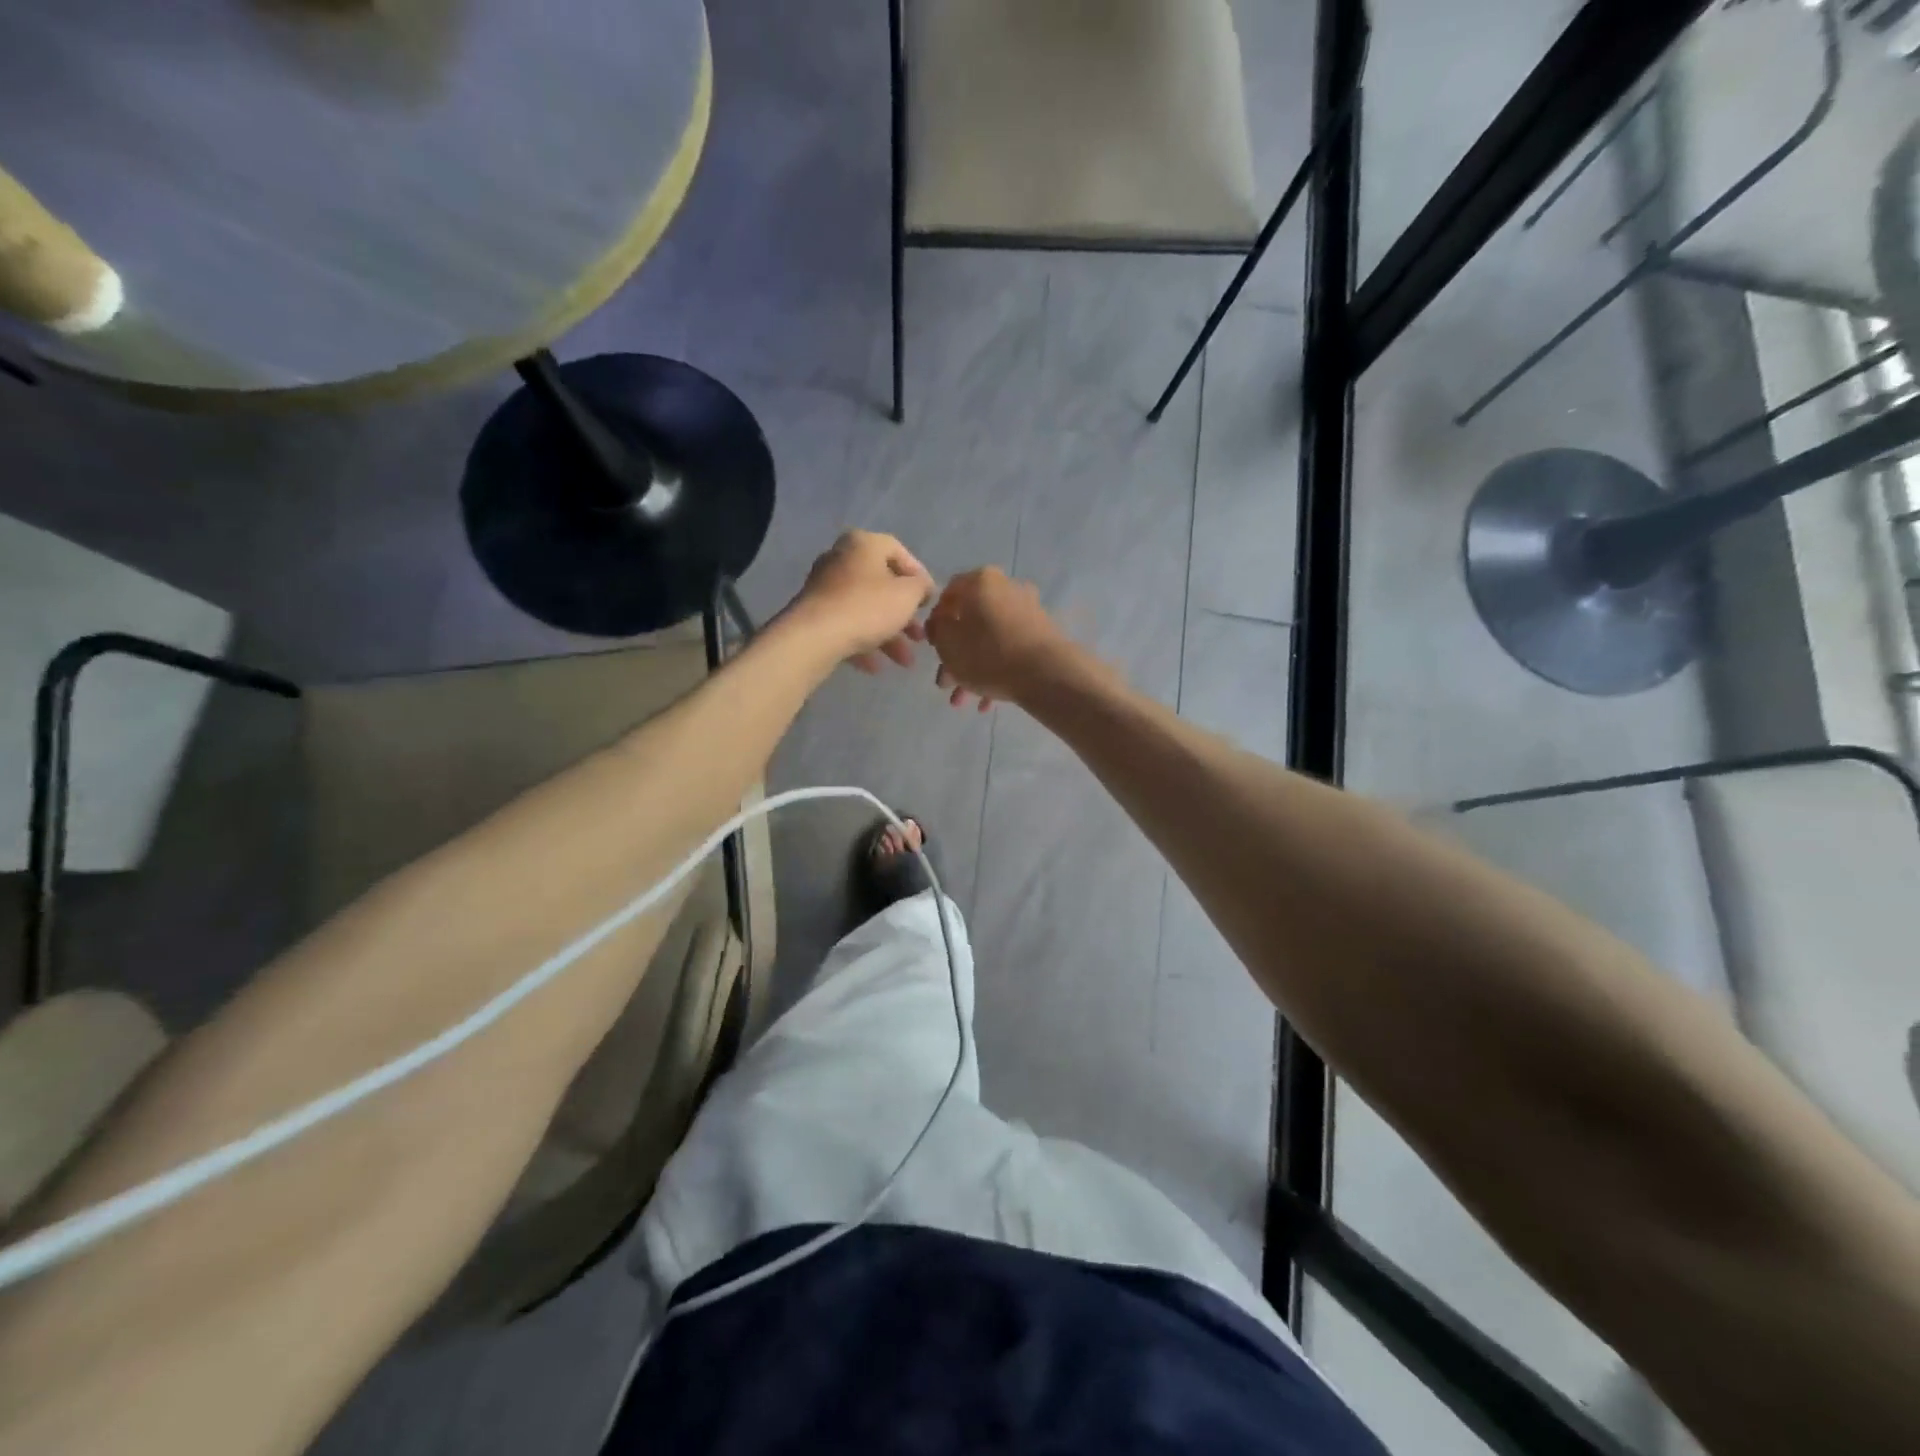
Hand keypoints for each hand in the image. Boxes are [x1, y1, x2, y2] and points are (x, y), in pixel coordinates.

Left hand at [786, 530, 935, 672]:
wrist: (815, 637)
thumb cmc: (868, 607)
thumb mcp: (908, 595)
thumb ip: (920, 587)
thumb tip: (921, 587)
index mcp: (863, 544)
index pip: (898, 552)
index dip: (918, 576)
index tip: (929, 601)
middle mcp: (840, 559)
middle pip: (881, 586)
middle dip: (904, 616)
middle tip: (920, 638)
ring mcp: (824, 588)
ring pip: (865, 610)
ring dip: (888, 636)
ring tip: (905, 662)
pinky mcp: (813, 614)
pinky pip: (846, 626)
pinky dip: (863, 643)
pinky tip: (875, 667)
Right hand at [925, 567, 1073, 710]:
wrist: (1045, 673)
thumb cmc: (987, 654)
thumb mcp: (947, 643)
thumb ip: (937, 628)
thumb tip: (942, 621)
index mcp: (980, 581)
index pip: (947, 595)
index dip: (936, 623)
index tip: (933, 648)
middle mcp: (1006, 587)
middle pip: (970, 622)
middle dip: (955, 656)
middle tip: (945, 683)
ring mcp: (1027, 610)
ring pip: (989, 639)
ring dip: (972, 669)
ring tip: (964, 700)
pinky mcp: (1042, 633)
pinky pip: (1009, 648)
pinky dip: (996, 669)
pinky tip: (987, 701)